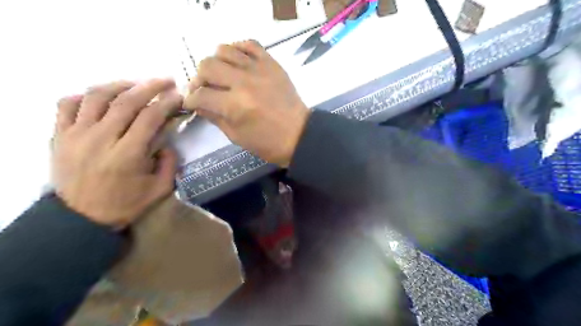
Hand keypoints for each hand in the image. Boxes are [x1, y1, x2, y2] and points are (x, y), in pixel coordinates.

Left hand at [54, 79, 182, 228]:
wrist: (80, 218)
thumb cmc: (124, 204)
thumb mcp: (159, 190)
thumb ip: (170, 164)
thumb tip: (166, 143)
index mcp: (127, 154)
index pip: (150, 117)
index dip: (167, 103)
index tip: (179, 96)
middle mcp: (101, 139)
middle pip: (126, 101)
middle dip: (150, 86)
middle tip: (166, 80)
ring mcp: (76, 135)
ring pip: (97, 96)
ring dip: (120, 85)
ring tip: (136, 84)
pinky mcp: (60, 136)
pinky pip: (67, 104)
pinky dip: (85, 95)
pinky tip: (101, 97)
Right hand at [183, 39, 310, 165]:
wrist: (299, 135)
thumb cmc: (268, 142)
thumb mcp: (236, 136)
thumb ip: (214, 117)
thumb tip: (199, 103)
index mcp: (235, 106)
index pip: (200, 95)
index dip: (191, 100)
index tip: (191, 102)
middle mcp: (244, 82)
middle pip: (207, 66)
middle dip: (199, 79)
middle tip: (204, 89)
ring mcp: (259, 69)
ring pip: (224, 50)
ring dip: (216, 62)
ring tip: (221, 75)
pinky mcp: (272, 64)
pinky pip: (250, 44)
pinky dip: (238, 49)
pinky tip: (237, 62)